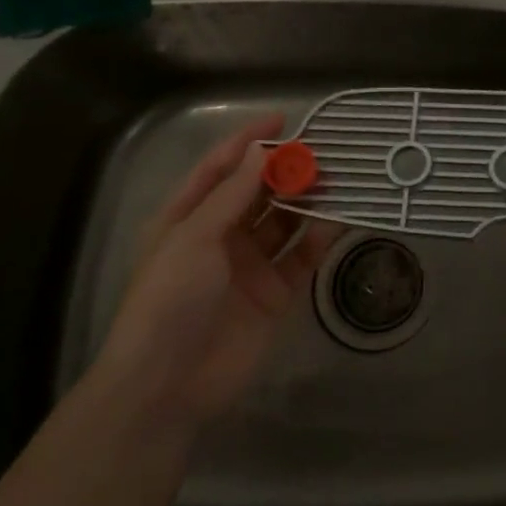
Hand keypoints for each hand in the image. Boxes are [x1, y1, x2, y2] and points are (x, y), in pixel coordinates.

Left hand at [95, 113, 335, 428]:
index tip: (283, 119)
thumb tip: (261, 150)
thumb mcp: (193, 237)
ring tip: (336, 178)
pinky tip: (338, 220)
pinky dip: (319, 238)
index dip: (249, 141)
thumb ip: (232, 193)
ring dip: (306, 199)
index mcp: (188, 218)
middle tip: (321, 151)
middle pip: (258, 192)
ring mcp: (250, 265)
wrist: (166, 386)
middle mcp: (220, 236)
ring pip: (284, 221)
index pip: (221, 168)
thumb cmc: (168, 300)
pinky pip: (301, 256)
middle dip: (286, 169)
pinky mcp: (275, 294)